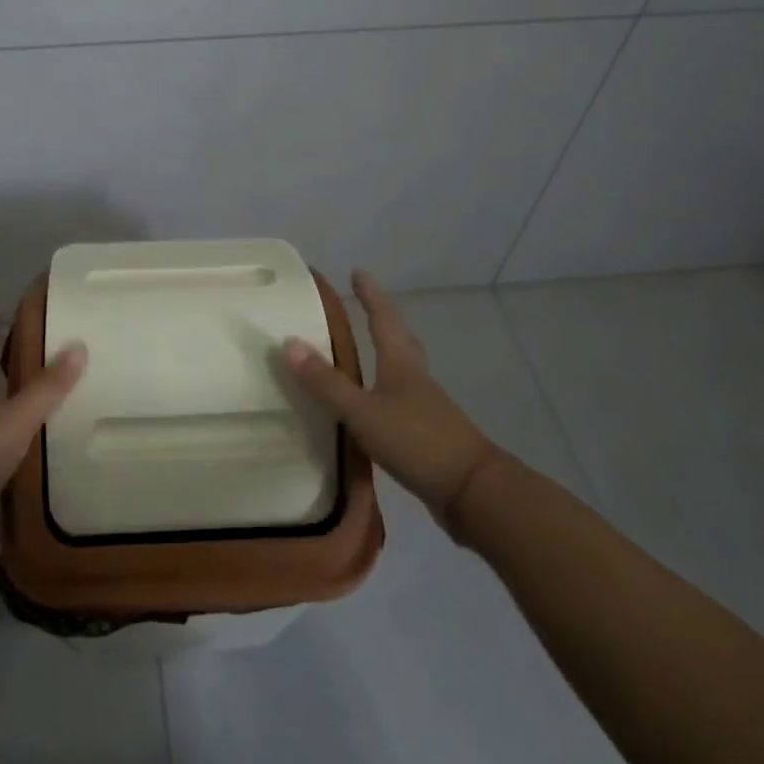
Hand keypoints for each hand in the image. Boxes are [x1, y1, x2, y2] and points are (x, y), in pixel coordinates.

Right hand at [283, 270, 502, 540]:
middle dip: (380, 317)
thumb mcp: (362, 411)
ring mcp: (424, 404)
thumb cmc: (416, 441)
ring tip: (362, 348)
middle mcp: (415, 376)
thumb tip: (289, 342)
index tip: (357, 272)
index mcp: (400, 363)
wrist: (473, 491)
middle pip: (399, 336)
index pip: (383, 317)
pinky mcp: (427, 431)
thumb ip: (327, 382)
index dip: (370, 294)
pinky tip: (371, 401)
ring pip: (401, 366)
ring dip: (384, 351)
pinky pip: (400, 395)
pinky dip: (383, 387)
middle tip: (362, 303)